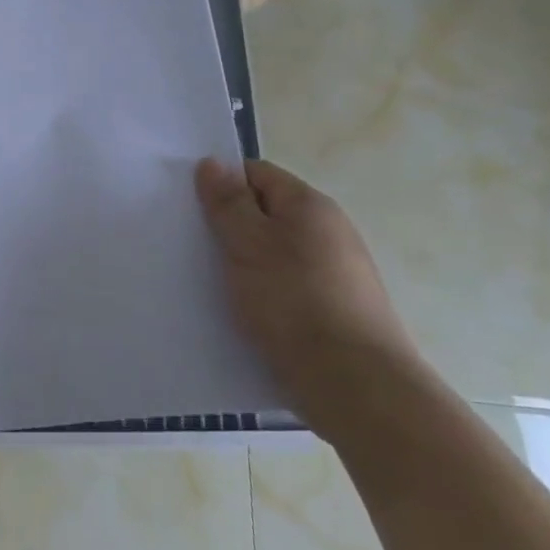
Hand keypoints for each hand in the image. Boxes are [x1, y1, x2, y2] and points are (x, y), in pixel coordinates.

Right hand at [195, 158, 420, 435]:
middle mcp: (328, 232)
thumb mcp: (248, 244)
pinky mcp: (335, 312)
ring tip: (213, 284)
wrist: (356, 386)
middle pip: (266, 214)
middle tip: (195, 247)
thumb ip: (228, 203)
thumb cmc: (294, 303)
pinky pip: (287, 288)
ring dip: (245, 265)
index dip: (222, 185)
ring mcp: (336, 274)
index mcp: (310, 206)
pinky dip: (264, 295)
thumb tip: (213, 163)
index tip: (192, 209)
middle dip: (230, 228)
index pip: (256, 174)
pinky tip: (244, 315)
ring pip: (275, 255)